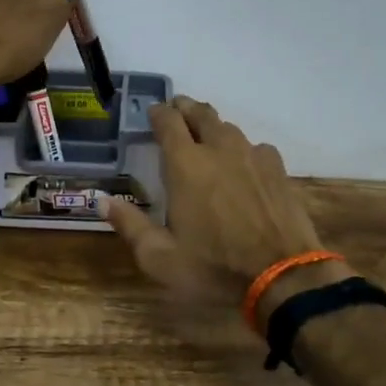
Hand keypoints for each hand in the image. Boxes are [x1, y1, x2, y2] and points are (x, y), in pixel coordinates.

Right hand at [102, 96, 353, 322]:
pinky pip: (256, 147)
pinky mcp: (278, 170)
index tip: (152, 112)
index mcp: (185, 165)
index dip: (158, 112)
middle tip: (176, 111)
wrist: (282, 276)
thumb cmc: (214, 267)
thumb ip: (130, 226)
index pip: (168, 121)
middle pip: (200, 113)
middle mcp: (218, 150)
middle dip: (185, 108)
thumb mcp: (160, 258)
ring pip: (229, 128)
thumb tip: (102, 201)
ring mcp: (252, 156)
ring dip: (213, 126)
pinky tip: (243, 164)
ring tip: (206, 135)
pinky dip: (243, 148)